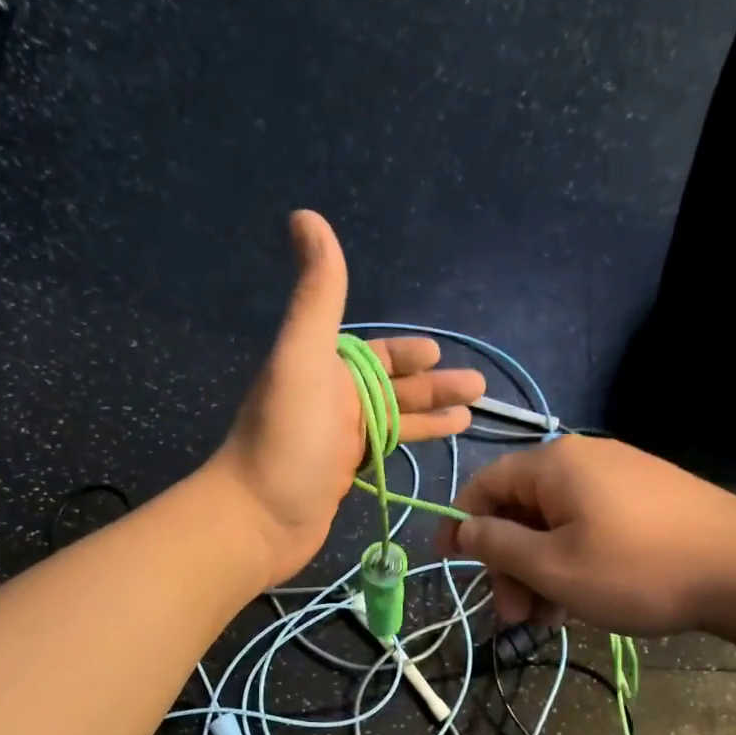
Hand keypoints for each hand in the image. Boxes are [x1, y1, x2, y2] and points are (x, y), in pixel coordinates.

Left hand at [212, 211, 484, 582]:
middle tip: (478, 387)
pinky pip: (384, 451)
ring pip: (392, 420)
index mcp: (323, 368)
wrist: (258, 518)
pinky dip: (410, 445)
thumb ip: (317, 293)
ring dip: (430, 415)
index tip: (437, 353)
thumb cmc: (288, 438)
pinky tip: (435, 447)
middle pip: (390, 387)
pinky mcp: (342, 477)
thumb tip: (305, 216)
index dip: (405, 353)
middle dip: (431, 385)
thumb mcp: (303, 357)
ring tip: (472, 416)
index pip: (373, 354)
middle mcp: (330, 400)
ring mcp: (336, 441)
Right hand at [440, 436, 735, 637]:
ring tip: (552, 619)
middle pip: (521, 509)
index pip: (484, 485)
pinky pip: (590, 525)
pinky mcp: (649, 498)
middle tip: (516, 617)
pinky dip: (574, 560)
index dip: (460, 524)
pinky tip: (583, 600)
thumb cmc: (638, 570)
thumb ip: (498, 546)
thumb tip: (461, 529)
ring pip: (556, 523)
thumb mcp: (554, 567)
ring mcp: (621, 476)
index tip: (449, 565)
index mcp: (554, 465)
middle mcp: (585, 459)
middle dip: (509, 564)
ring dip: (541, 571)